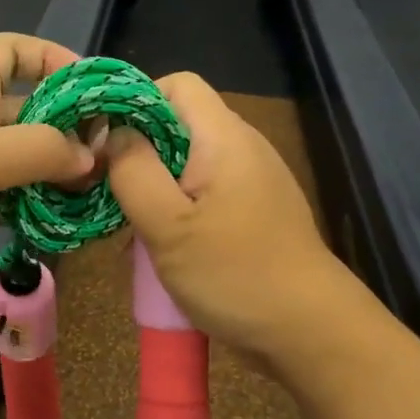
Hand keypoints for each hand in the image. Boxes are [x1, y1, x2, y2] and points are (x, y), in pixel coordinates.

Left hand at [0, 33, 95, 308]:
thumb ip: (42, 150)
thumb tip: (93, 158)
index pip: (11, 51)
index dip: (50, 56)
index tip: (90, 84)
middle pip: (31, 112)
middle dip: (71, 127)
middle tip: (114, 153)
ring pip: (28, 162)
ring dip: (62, 174)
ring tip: (104, 191)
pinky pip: (18, 202)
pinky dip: (43, 209)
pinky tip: (73, 222)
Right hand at [106, 72, 382, 400]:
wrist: (312, 334)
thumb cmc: (235, 274)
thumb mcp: (168, 225)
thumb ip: (133, 170)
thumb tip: (113, 133)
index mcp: (224, 137)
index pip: (176, 84)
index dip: (135, 103)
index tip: (107, 146)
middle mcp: (242, 147)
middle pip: (178, 124)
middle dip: (138, 153)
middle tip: (111, 194)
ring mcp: (251, 181)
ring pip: (186, 162)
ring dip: (153, 188)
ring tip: (130, 228)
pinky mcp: (253, 212)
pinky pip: (203, 193)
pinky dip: (176, 210)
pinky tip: (161, 248)